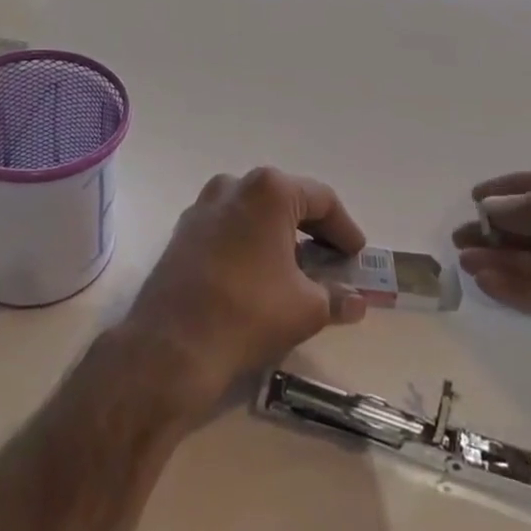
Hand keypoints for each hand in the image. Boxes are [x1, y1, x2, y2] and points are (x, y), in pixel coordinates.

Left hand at [118, 168, 368, 425]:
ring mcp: (203, 206)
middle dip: (312, 230)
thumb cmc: (250, 313)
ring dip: (278, 236)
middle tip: (332, 261)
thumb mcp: (307, 308)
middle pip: (285, 200)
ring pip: (254, 213)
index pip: (321, 200)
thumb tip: (355, 301)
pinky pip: (228, 228)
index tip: (357, 256)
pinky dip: (249, 244)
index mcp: (269, 190)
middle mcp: (234, 185)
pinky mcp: (183, 231)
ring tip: (297, 270)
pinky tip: (258, 275)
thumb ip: (337, 297)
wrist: (172, 345)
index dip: (344, 228)